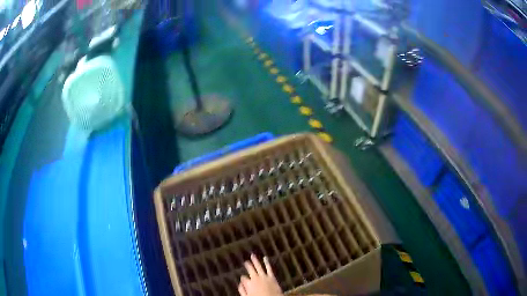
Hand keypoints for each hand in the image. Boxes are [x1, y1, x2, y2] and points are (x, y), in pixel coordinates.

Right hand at [238, 254, 282, 295]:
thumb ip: (242, 290)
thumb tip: (239, 284)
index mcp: (248, 284)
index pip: (243, 278)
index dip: (243, 278)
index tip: (243, 279)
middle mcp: (255, 278)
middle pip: (250, 270)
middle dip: (247, 265)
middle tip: (245, 262)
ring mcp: (264, 277)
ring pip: (258, 266)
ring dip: (255, 261)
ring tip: (252, 255)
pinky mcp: (272, 277)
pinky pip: (269, 268)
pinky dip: (267, 263)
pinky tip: (265, 258)